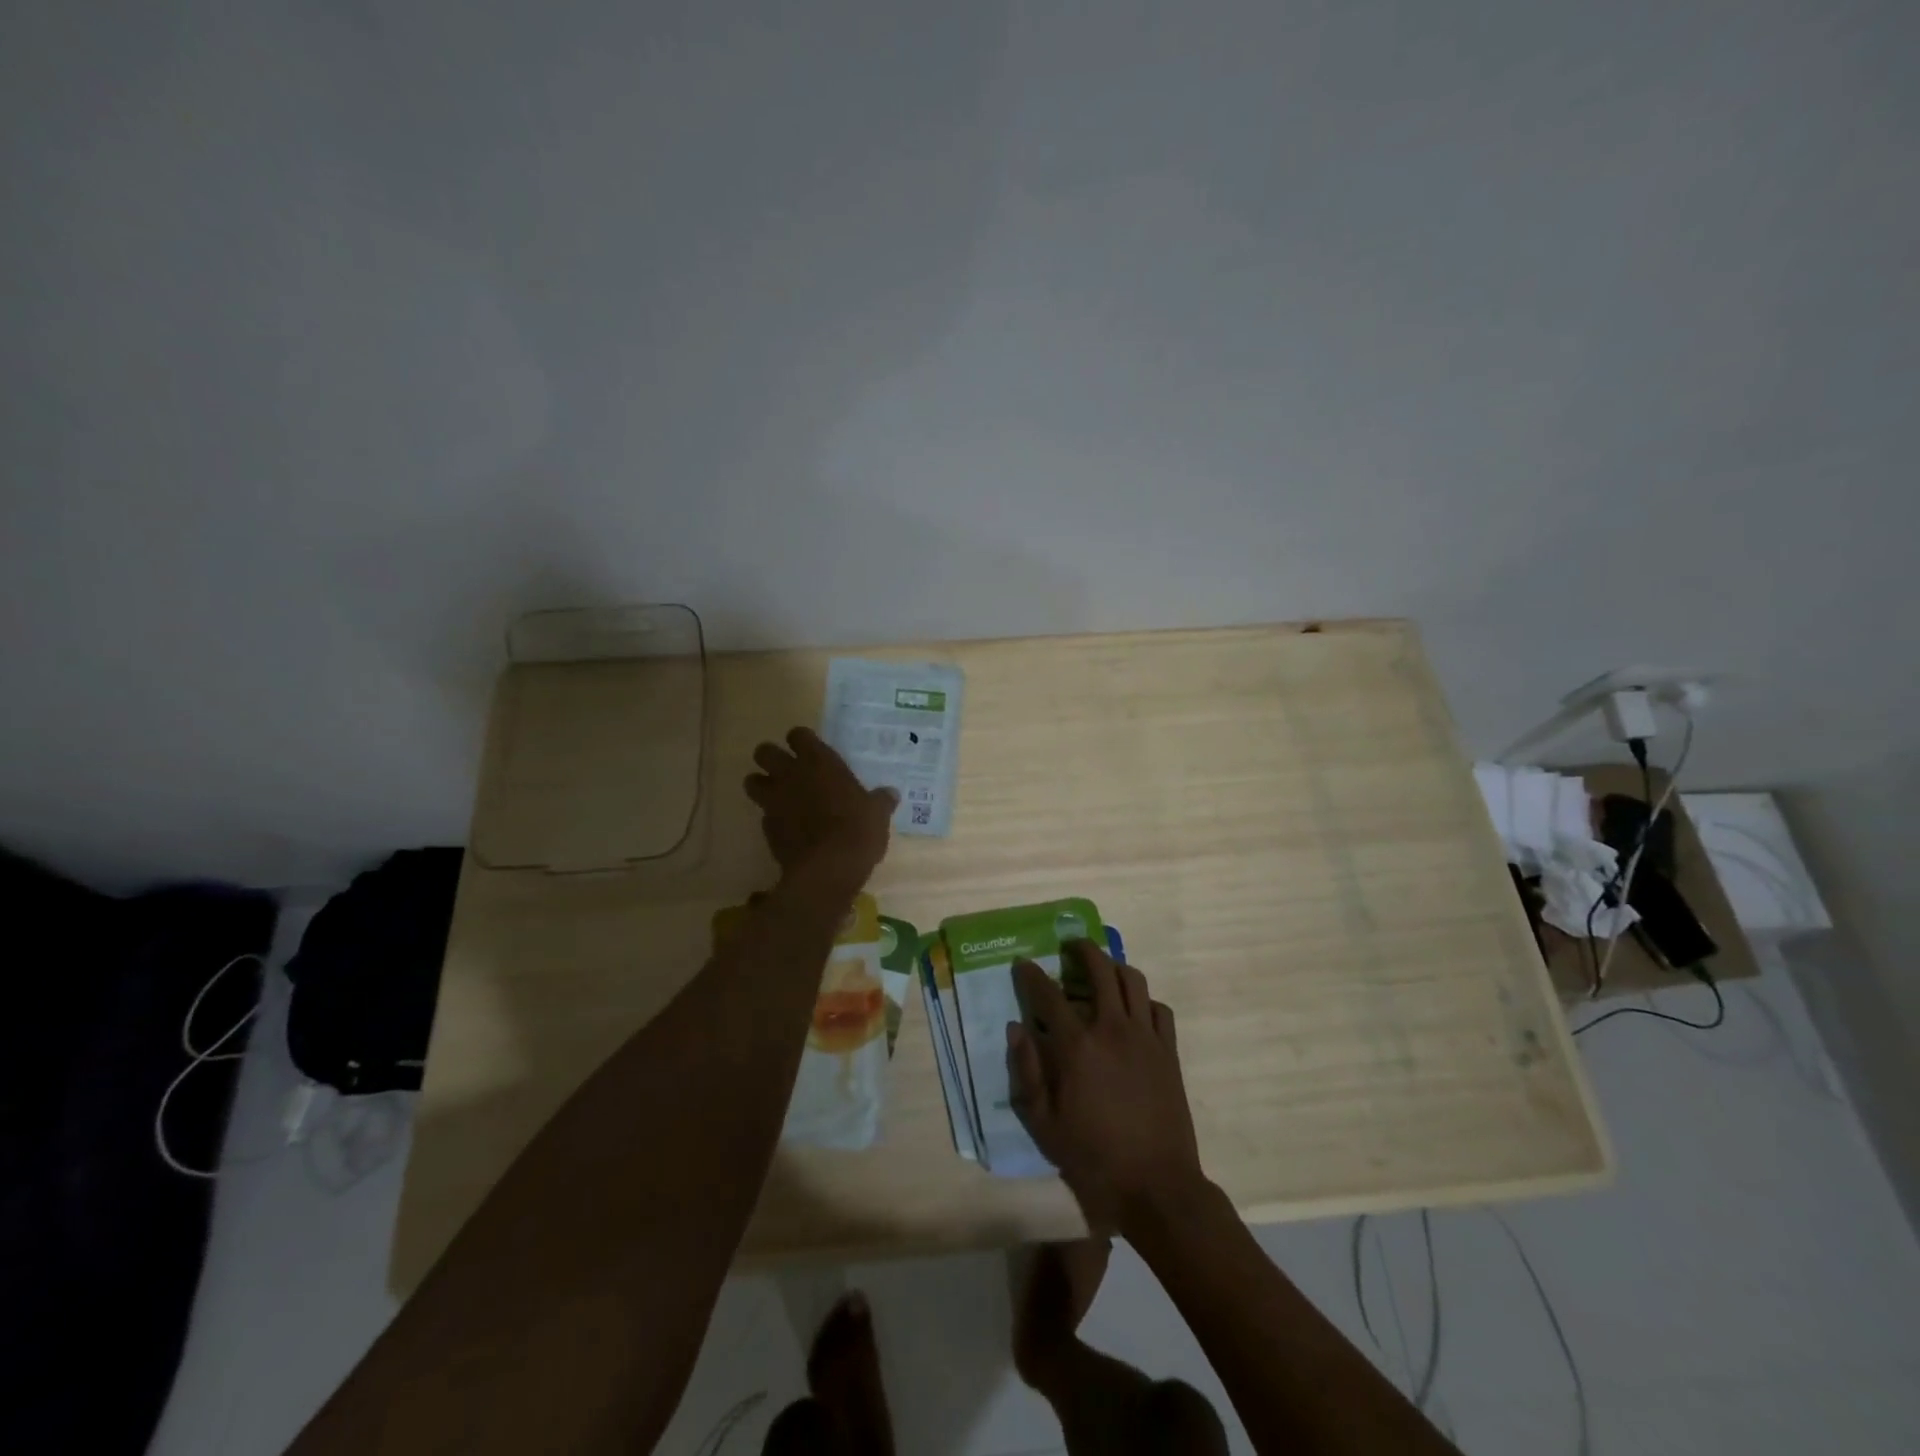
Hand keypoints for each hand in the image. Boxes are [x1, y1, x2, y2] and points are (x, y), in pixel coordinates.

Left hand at [744, 727, 896, 887]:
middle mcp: (791, 775)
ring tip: (778, 796)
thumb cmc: (858, 831)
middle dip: (771, 758)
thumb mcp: (877, 814)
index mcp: (818, 762)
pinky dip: (772, 818)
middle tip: (787, 770)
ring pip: (751, 781)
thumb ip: (880, 800)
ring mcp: (774, 801)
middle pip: (764, 752)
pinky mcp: (767, 828)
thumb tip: (890, 794)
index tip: (810, 750)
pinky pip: (763, 815)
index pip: (798, 735)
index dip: (802, 741)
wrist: (828, 869)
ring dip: (761, 785)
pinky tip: (788, 828)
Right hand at [1006, 940, 1206, 1236]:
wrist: (1156, 1187)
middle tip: (1070, 946)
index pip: (1049, 994)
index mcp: (1077, 1046)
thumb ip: (1028, 1071)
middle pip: (1099, 969)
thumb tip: (1017, 1028)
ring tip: (1103, 970)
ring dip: (1114, 967)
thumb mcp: (1044, 1123)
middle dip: (1082, 950)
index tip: (1023, 964)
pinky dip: (1144, 1000)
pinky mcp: (1169, 1051)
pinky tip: (1134, 1010)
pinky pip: (1160, 1009)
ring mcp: (1146, 1037)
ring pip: (1132, 981)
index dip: (1032, 975)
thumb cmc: (1093, 1158)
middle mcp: (1112, 1029)